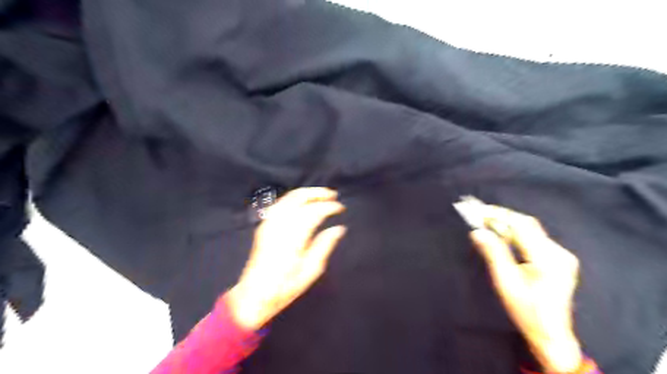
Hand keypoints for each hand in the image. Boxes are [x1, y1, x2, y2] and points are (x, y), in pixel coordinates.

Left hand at [227, 187, 345, 329]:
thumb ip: (324, 245)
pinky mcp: (264, 226)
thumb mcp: (311, 271)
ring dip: (306, 193)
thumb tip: (339, 228)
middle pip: (299, 198)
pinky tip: (302, 201)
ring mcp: (269, 224)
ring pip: (288, 198)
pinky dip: (294, 198)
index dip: (329, 206)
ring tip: (321, 195)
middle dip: (317, 193)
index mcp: (293, 238)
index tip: (341, 208)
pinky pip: (280, 204)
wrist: (254, 295)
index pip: (314, 212)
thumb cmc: (285, 287)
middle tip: (333, 195)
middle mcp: (279, 226)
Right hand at [469, 206, 584, 371]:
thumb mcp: (505, 282)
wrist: (552, 334)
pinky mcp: (559, 259)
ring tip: (486, 220)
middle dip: (501, 216)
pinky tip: (503, 235)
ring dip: (508, 224)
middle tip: (479, 213)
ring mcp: (561, 256)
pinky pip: (534, 238)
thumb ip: (493, 253)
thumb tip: (477, 232)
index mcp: (547, 258)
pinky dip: (516, 233)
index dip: (498, 215)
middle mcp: (558, 253)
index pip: (521, 226)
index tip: (478, 211)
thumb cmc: (525, 311)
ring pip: (531, 230)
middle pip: (527, 225)